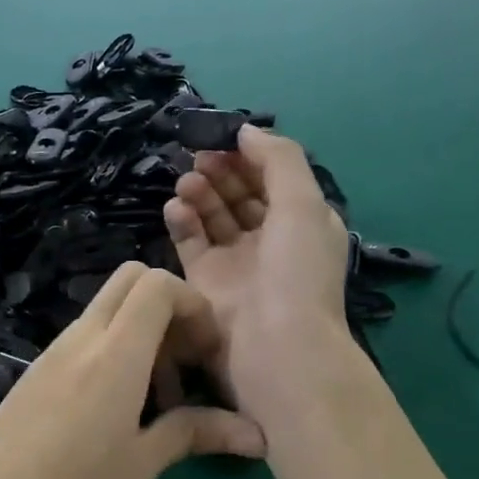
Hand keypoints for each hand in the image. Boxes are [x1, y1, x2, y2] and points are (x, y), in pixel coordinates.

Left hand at [0, 262, 263, 478]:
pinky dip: (114, 351)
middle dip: (170, 307)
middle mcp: (81, 338)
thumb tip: (256, 436)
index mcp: (113, 353)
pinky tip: (118, 410)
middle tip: (187, 365)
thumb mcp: (138, 466)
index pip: (158, 284)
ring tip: (158, 401)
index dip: (194, 305)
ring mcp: (53, 352)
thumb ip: (193, 434)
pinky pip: (85, 338)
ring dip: (143, 334)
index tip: (209, 354)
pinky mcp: (36, 371)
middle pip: (131, 280)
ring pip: (107, 310)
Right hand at [162, 125, 360, 420]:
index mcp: (301, 223)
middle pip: (240, 195)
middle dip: (220, 172)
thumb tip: (246, 130)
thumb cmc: (296, 272)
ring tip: (185, 182)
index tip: (222, 138)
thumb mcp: (303, 204)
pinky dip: (181, 222)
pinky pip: (189, 243)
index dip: (249, 156)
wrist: (274, 348)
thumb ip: (278, 159)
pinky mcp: (203, 282)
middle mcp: (269, 241)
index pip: (272, 179)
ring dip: (199, 193)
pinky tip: (174, 208)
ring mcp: (234, 263)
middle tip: (198, 157)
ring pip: (212, 217)